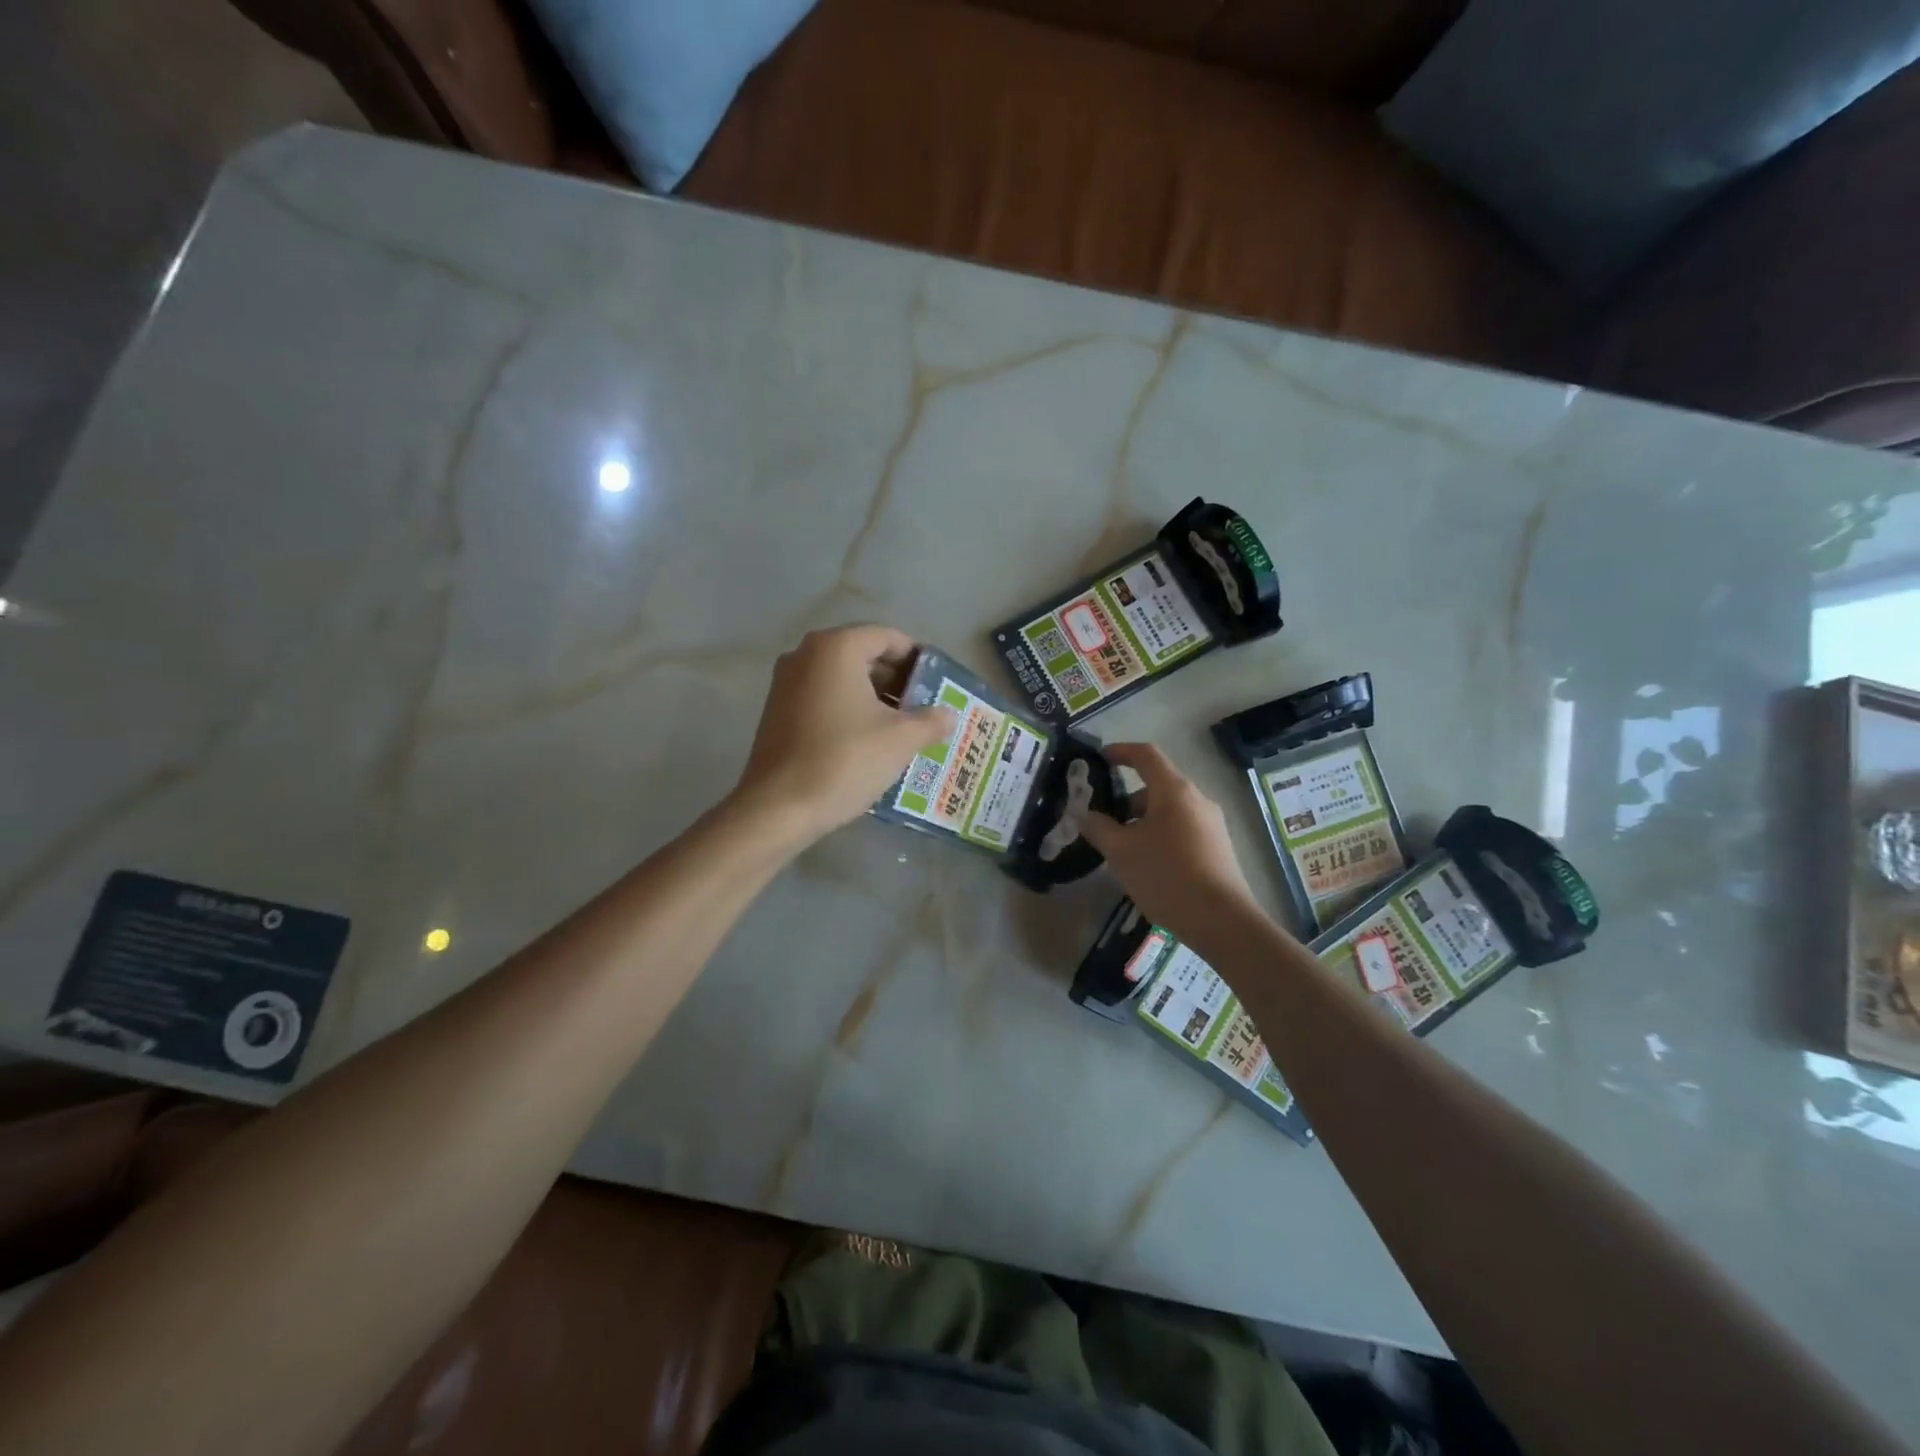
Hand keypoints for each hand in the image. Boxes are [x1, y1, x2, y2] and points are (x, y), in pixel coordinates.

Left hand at [733, 625, 954, 841]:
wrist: (779, 807)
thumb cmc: (845, 760)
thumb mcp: (900, 740)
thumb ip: (930, 721)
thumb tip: (949, 716)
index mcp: (836, 648)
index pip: (888, 637)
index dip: (917, 659)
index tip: (937, 685)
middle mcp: (806, 654)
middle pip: (864, 655)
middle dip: (897, 680)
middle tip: (924, 709)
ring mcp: (786, 682)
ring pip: (843, 679)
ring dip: (874, 698)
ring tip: (902, 729)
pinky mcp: (777, 711)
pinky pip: (823, 698)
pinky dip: (849, 710)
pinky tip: (869, 741)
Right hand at [1081, 743, 1258, 945]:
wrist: (1221, 920)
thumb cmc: (1166, 876)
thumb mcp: (1121, 852)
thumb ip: (1098, 827)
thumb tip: (1084, 814)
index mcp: (1174, 791)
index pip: (1146, 755)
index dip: (1120, 751)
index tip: (1100, 759)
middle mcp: (1197, 799)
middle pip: (1157, 785)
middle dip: (1126, 800)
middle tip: (1103, 821)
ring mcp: (1211, 823)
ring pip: (1169, 810)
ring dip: (1142, 821)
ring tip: (1122, 850)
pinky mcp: (1218, 846)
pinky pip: (1182, 828)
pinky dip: (1159, 835)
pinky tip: (1147, 865)